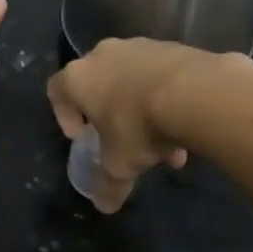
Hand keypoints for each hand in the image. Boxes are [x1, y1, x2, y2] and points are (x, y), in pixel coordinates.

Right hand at [46, 38, 215, 212]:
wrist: (196, 92)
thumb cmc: (139, 126)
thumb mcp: (120, 164)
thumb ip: (108, 184)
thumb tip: (103, 206)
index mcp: (79, 77)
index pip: (56, 90)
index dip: (64, 115)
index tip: (82, 137)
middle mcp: (104, 55)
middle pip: (98, 84)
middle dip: (110, 114)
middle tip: (123, 139)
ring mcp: (139, 46)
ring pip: (132, 80)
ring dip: (142, 108)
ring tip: (165, 143)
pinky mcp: (172, 46)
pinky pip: (161, 74)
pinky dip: (167, 96)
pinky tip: (185, 124)